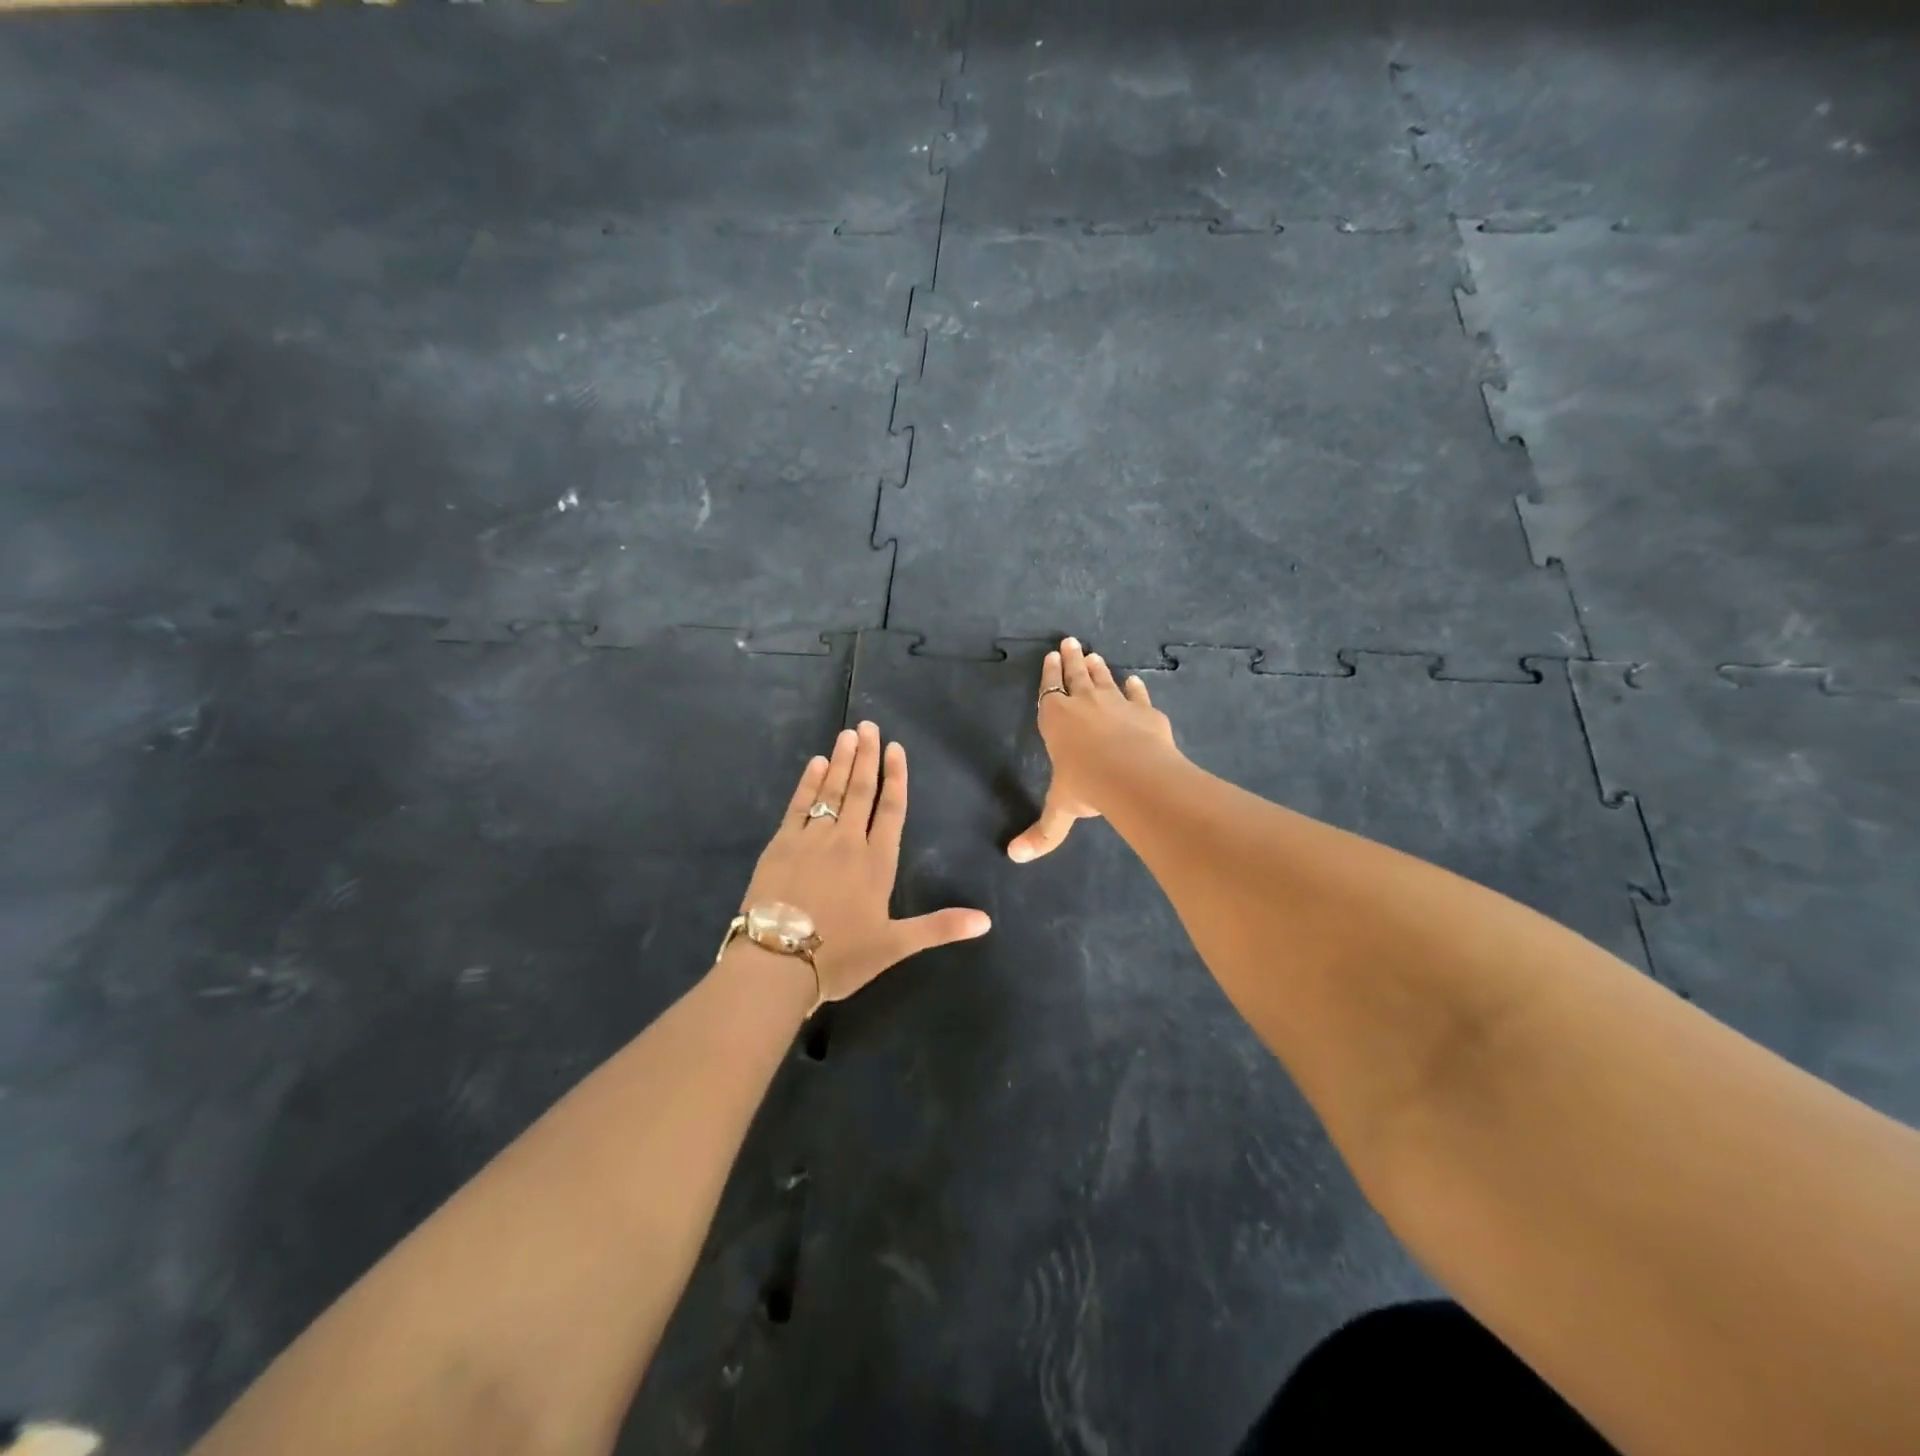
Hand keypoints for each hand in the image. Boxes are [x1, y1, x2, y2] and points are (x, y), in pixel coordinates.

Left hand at [739, 720, 991, 1002]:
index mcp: (877, 863)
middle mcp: (847, 842)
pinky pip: (799, 804)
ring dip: (842, 761)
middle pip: (861, 790)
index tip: (896, 748)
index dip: (896, 777)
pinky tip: (816, 763)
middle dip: (867, 756)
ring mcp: (812, 839)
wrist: (778, 963)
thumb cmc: (841, 955)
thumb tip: (987, 921)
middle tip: (869, 726)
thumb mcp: (895, 945)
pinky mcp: (781, 844)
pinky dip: (809, 781)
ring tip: (848, 733)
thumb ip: (940, 927)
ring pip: (832, 790)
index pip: (891, 809)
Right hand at [1008, 636, 1178, 862]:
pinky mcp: (1145, 711)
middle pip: (1076, 676)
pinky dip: (1135, 688)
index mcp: (1056, 721)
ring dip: (1098, 667)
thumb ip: (1043, 832)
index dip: (1050, 674)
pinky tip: (1135, 681)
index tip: (1051, 656)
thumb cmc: (1086, 785)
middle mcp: (1084, 705)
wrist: (1132, 774)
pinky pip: (1137, 694)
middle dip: (1072, 659)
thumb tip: (1014, 857)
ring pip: (1104, 679)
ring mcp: (1117, 704)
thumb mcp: (1061, 810)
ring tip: (1094, 654)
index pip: (1050, 692)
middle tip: (1070, 641)